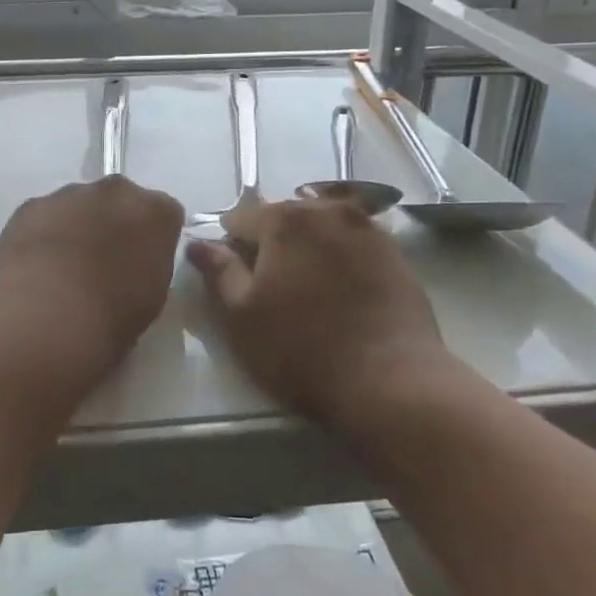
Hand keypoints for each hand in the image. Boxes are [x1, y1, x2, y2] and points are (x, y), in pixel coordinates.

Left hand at [0, 175, 184, 363]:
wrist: (44, 314)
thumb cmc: (112, 315)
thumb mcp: (152, 297)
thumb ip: (148, 265)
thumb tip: (134, 263)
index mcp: (155, 212)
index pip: (165, 215)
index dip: (153, 239)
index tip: (142, 263)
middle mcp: (116, 191)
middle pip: (121, 201)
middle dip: (115, 223)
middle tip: (104, 263)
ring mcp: (70, 193)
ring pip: (80, 205)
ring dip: (77, 226)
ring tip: (63, 269)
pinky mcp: (32, 204)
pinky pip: (45, 215)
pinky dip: (44, 233)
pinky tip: (36, 267)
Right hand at [187, 199, 451, 424]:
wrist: (392, 383)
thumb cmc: (303, 350)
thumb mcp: (242, 316)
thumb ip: (219, 272)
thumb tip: (198, 243)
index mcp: (286, 219)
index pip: (240, 219)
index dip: (230, 248)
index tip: (234, 282)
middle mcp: (328, 211)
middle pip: (284, 218)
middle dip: (270, 244)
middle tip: (269, 290)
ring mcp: (369, 231)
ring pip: (321, 229)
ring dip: (307, 249)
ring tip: (306, 292)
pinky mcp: (396, 256)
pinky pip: (353, 246)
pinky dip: (339, 259)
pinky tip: (339, 295)